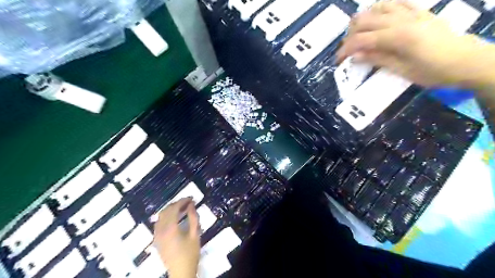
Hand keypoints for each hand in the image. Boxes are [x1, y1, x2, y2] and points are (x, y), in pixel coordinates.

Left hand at [155, 197, 200, 277]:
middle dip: (177, 204)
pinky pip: (158, 223)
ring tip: (182, 208)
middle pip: (166, 210)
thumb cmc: (190, 253)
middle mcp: (161, 230)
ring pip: (161, 216)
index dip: (182, 201)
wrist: (181, 272)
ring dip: (170, 210)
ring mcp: (157, 235)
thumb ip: (193, 217)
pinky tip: (174, 218)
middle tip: (188, 202)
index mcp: (170, 228)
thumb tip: (191, 204)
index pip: (174, 208)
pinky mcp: (156, 239)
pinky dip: (166, 217)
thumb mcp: (195, 234)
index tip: (191, 198)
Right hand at [334, 0, 491, 87]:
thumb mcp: (402, 70)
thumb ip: (377, 59)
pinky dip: (381, 8)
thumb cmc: (433, 71)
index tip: (338, 60)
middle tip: (348, 50)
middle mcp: (402, 19)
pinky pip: (395, 2)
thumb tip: (354, 56)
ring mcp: (411, 12)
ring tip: (359, 34)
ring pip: (377, 7)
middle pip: (365, 20)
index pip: (362, 39)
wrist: (466, 60)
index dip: (346, 49)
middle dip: (350, 35)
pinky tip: (376, 18)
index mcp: (398, 37)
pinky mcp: (418, 11)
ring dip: (363, 20)